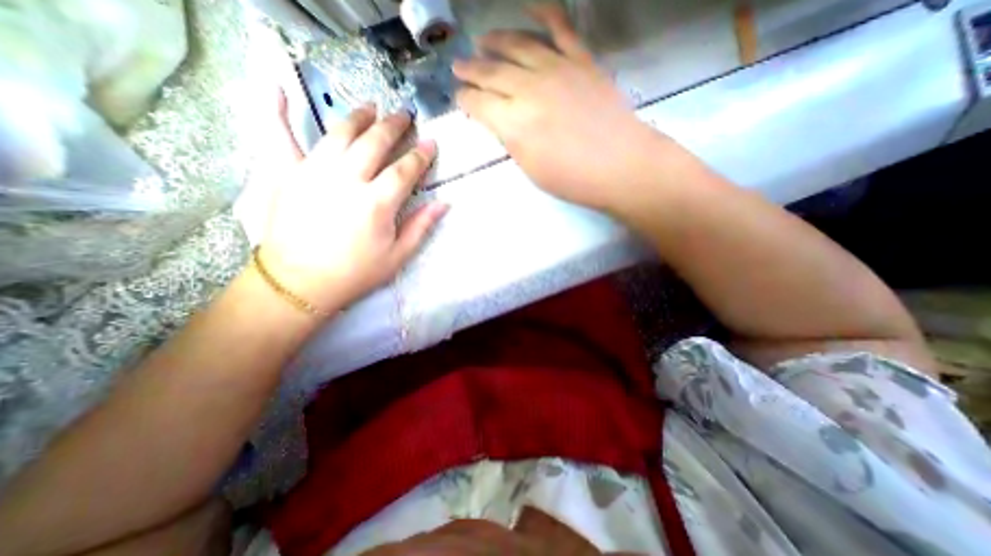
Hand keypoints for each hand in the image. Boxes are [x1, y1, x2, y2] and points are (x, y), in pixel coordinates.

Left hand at [260, 93, 450, 313]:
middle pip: (375, 143)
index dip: (420, 155)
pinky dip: (275, 109)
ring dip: (359, 117)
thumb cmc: (355, 273)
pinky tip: (275, 85)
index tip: (430, 143)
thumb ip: (421, 226)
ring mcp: (314, 171)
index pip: (404, 170)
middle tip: (405, 116)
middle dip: (394, 126)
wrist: (300, 283)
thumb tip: (444, 203)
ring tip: (371, 108)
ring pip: (340, 133)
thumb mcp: (397, 256)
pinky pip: (278, 135)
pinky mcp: (286, 173)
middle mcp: (347, 179)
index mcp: (377, 203)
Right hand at [452, 5, 659, 212]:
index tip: (459, 98)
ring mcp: (557, 69)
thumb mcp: (531, 169)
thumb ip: (513, 141)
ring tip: (482, 40)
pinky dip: (543, 11)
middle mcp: (529, 90)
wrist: (620, 165)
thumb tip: (501, 122)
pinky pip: (560, 27)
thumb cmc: (572, 178)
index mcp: (514, 123)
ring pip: (518, 45)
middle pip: (492, 72)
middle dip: (471, 70)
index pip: (480, 104)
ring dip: (496, 41)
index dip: (466, 100)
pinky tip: (527, 5)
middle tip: (459, 66)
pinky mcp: (581, 61)